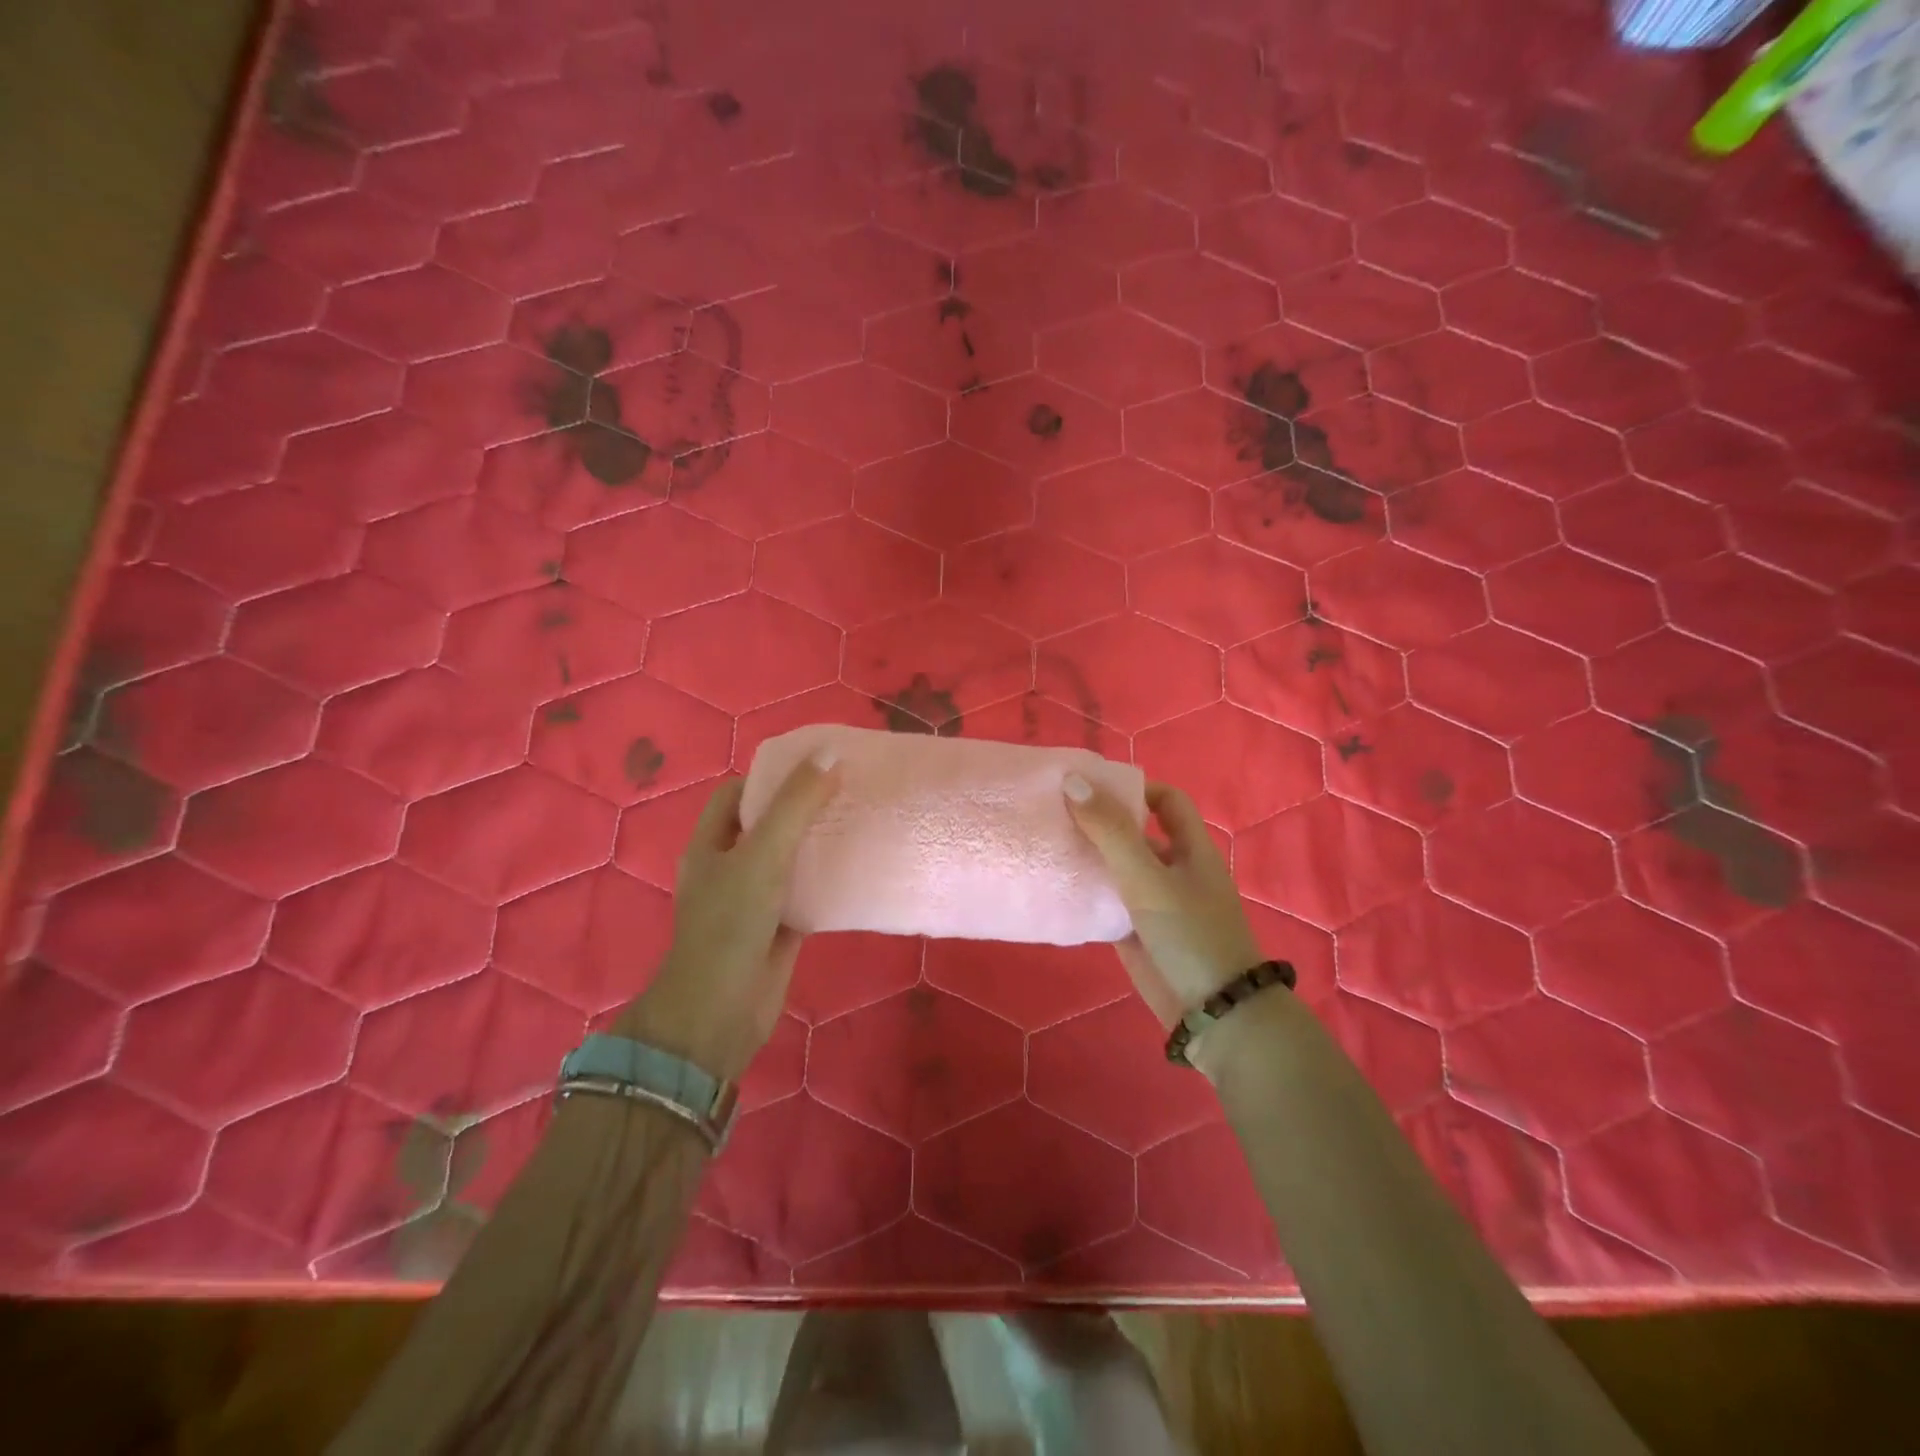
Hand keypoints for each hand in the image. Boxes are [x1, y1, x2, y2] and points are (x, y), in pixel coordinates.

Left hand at [613, 752, 839, 1080]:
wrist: (721, 1010)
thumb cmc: (731, 923)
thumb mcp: (763, 853)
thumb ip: (796, 805)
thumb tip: (830, 754)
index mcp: (711, 843)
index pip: (738, 793)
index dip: (772, 776)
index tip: (815, 766)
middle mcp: (729, 867)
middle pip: (768, 824)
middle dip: (803, 807)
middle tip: (847, 790)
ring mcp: (755, 899)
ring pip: (790, 859)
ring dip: (819, 843)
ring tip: (860, 821)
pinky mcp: (779, 927)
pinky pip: (808, 894)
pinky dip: (829, 881)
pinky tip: (860, 869)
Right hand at [1064, 776, 1262, 1030]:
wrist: (1212, 1012)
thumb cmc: (1188, 933)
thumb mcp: (1148, 876)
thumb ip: (1110, 831)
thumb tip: (1072, 781)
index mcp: (1189, 847)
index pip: (1165, 801)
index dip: (1133, 788)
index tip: (1089, 786)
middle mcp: (1172, 869)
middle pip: (1133, 833)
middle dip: (1098, 821)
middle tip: (1051, 811)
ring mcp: (1153, 902)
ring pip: (1116, 869)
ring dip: (1086, 857)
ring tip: (1043, 843)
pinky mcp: (1136, 932)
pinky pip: (1106, 903)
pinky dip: (1084, 893)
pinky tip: (1053, 887)